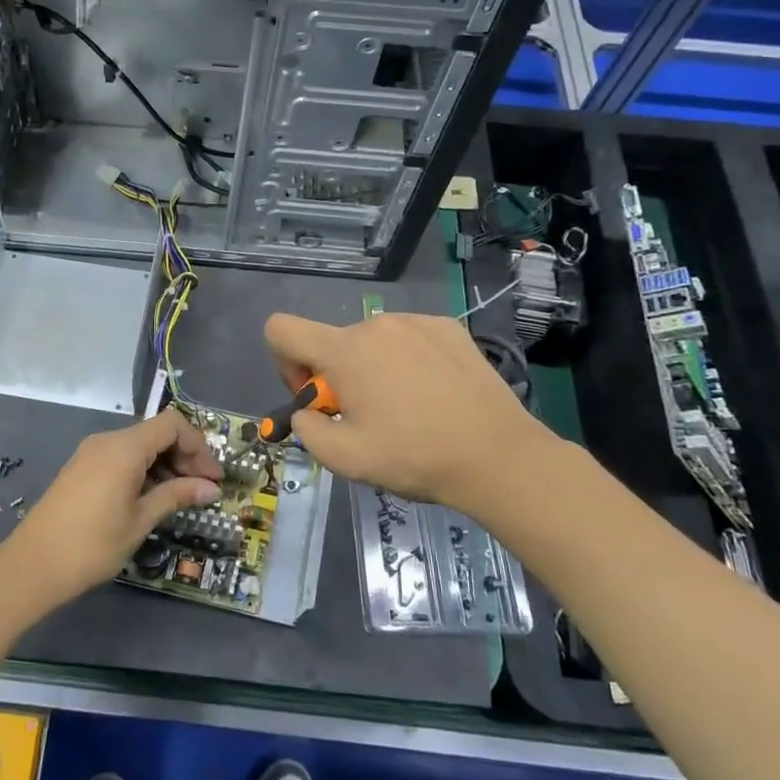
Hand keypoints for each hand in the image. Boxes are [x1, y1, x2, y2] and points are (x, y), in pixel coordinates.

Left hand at [2, 410, 223, 609]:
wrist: (33, 565)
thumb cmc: (93, 544)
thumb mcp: (141, 520)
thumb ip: (176, 496)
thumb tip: (211, 488)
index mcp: (124, 447)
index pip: (172, 425)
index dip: (198, 447)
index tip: (213, 478)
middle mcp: (107, 441)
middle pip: (156, 433)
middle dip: (185, 457)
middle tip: (203, 491)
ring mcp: (91, 453)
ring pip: (140, 446)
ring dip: (165, 465)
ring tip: (181, 498)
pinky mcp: (82, 468)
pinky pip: (122, 457)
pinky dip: (143, 470)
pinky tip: (152, 498)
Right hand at [263, 311, 555, 518]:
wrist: (498, 455)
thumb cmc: (414, 456)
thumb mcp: (344, 459)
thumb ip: (306, 428)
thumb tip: (308, 410)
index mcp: (345, 351)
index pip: (281, 329)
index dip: (285, 363)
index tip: (316, 396)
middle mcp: (376, 324)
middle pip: (332, 341)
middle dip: (336, 375)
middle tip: (368, 415)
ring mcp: (416, 321)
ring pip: (372, 340)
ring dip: (372, 367)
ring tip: (406, 406)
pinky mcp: (448, 327)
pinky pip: (408, 337)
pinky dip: (406, 359)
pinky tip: (433, 392)